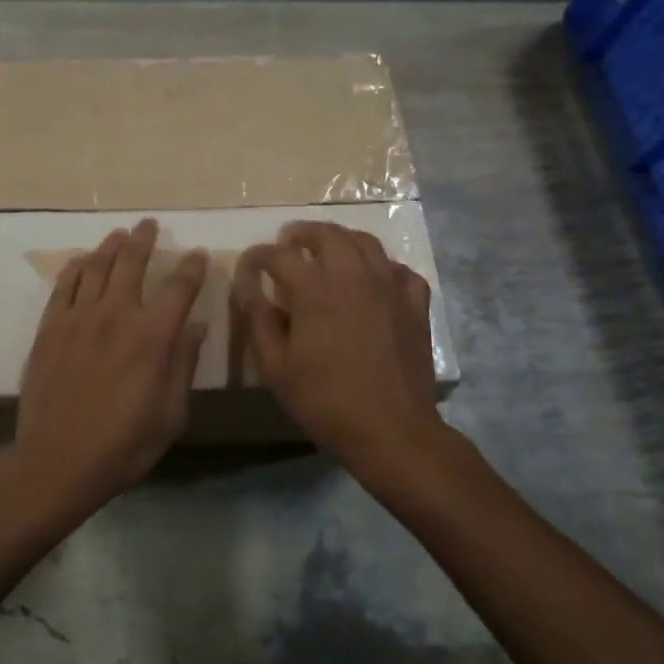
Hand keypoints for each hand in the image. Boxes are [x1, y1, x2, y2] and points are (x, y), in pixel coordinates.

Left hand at [10, 219, 208, 515]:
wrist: (58, 459)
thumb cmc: (124, 444)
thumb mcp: (171, 414)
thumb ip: (183, 365)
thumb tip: (196, 328)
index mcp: (152, 336)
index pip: (179, 288)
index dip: (192, 267)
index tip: (198, 254)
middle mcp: (116, 315)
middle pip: (131, 263)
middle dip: (144, 239)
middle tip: (149, 224)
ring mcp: (78, 318)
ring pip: (96, 267)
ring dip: (110, 246)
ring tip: (119, 234)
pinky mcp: (50, 328)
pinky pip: (63, 286)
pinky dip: (74, 268)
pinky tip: (80, 261)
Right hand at [235, 221, 449, 473]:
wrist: (392, 430)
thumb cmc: (325, 400)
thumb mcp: (276, 367)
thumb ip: (259, 322)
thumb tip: (248, 290)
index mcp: (315, 289)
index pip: (279, 255)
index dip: (259, 255)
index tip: (248, 265)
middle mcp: (353, 276)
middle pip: (327, 235)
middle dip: (302, 233)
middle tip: (288, 242)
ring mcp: (389, 287)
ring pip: (366, 243)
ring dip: (341, 240)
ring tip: (328, 250)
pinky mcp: (415, 305)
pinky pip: (400, 270)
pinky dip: (382, 267)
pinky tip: (374, 280)